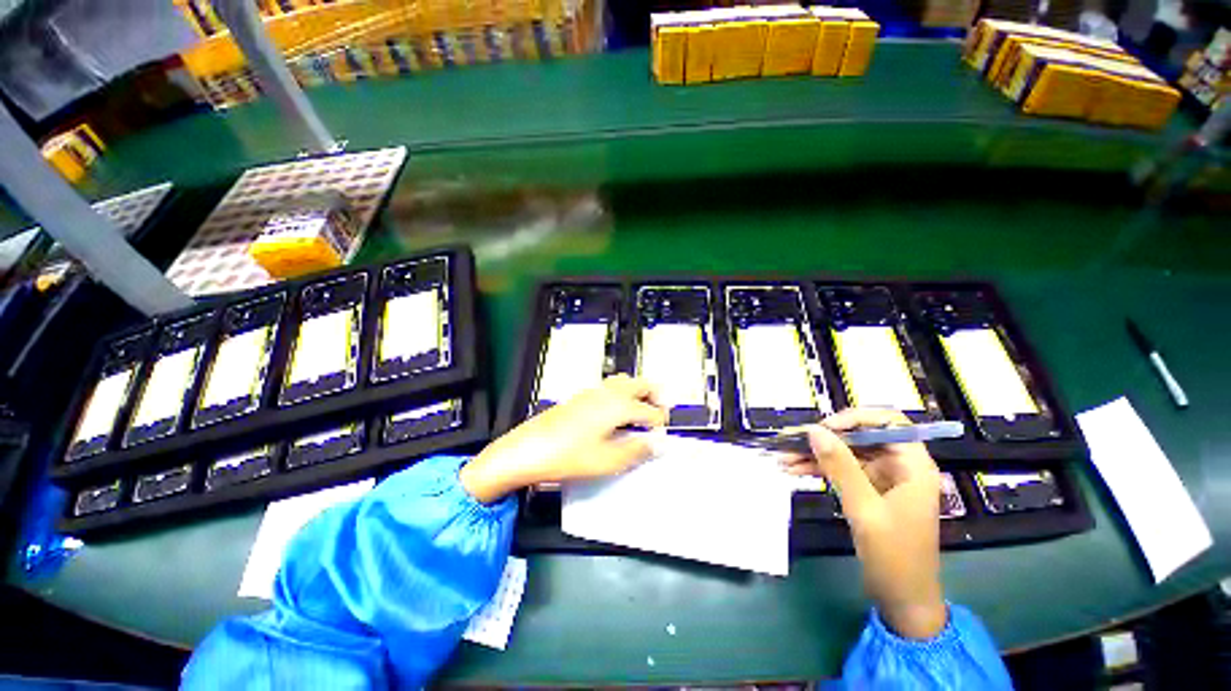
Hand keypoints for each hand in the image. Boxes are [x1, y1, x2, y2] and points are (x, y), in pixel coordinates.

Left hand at [460, 375, 667, 503]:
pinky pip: (610, 388)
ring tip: (642, 411)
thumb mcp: (607, 460)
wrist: (528, 449)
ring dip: (639, 392)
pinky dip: (623, 394)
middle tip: (663, 411)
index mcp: (618, 406)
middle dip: (656, 395)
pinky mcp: (581, 397)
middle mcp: (608, 393)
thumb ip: (637, 451)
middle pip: (641, 384)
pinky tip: (617, 414)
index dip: (660, 424)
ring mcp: (593, 392)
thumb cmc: (568, 456)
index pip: (650, 411)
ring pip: (624, 382)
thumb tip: (658, 445)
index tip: (662, 438)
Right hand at [782, 408, 946, 638]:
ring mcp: (883, 479)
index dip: (856, 418)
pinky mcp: (868, 491)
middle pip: (861, 436)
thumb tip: (813, 430)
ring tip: (782, 457)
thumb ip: (840, 466)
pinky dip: (818, 469)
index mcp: (913, 465)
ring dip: (815, 455)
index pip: (889, 422)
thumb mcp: (864, 509)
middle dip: (825, 439)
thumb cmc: (894, 555)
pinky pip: (841, 471)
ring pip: (846, 453)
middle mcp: (899, 466)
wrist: (902, 599)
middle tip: (791, 442)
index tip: (824, 428)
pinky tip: (793, 470)